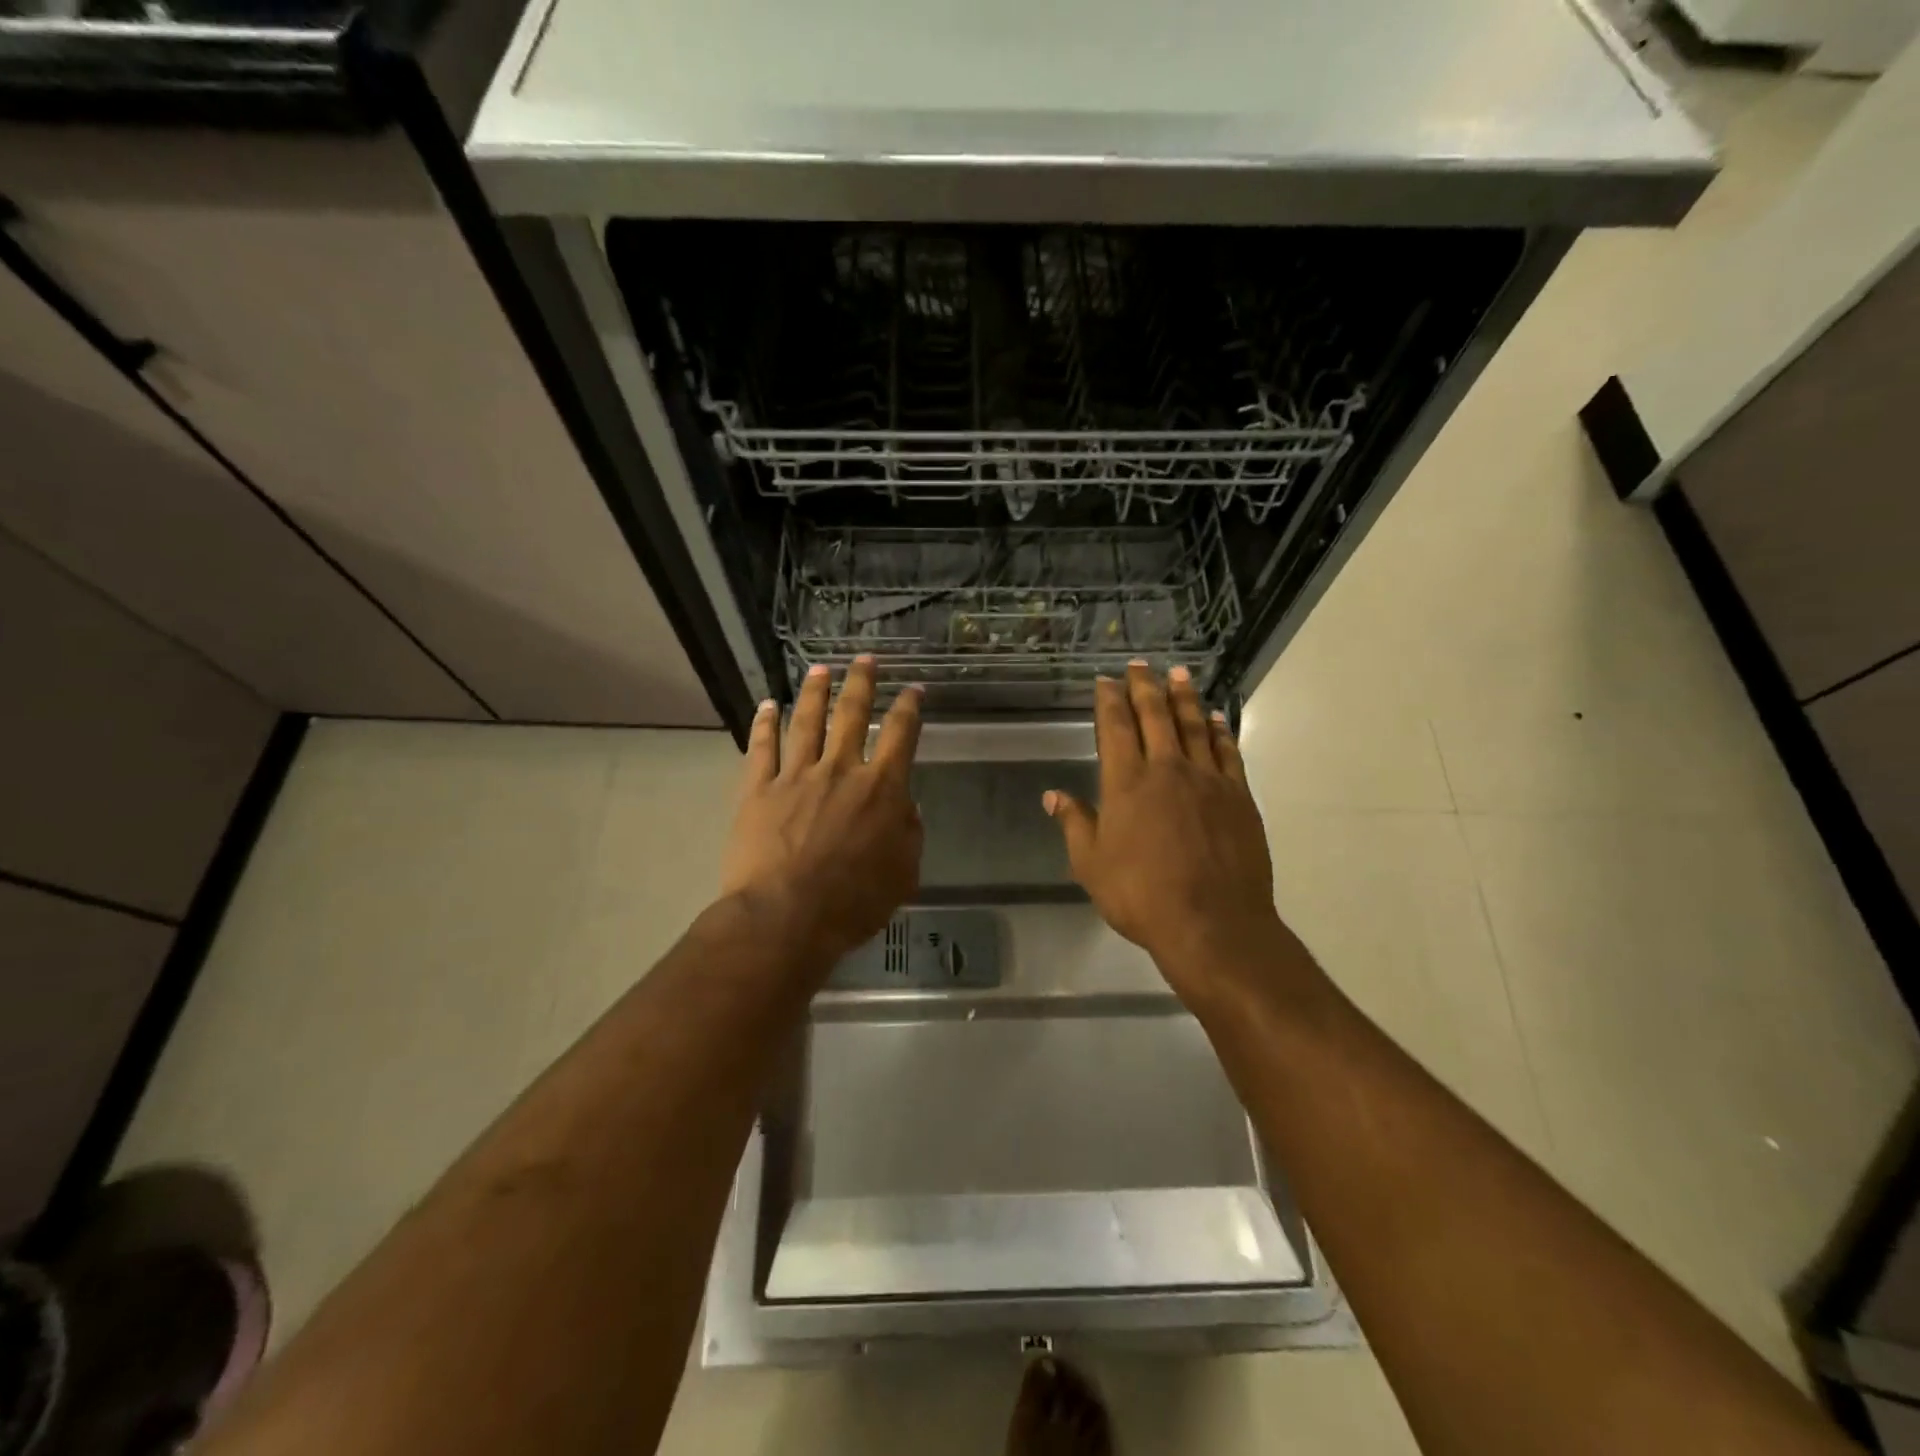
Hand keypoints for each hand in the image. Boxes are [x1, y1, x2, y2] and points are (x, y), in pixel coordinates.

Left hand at [720, 657, 923, 967]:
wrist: (785, 917)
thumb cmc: (852, 902)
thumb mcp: (903, 874)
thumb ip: (909, 834)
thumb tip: (906, 806)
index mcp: (881, 789)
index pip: (901, 735)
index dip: (909, 707)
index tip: (913, 689)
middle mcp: (840, 770)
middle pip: (852, 714)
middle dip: (861, 682)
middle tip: (864, 659)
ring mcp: (795, 776)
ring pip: (806, 722)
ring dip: (814, 693)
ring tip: (819, 669)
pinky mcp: (758, 789)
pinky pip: (761, 748)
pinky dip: (764, 724)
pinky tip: (766, 705)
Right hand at [1046, 663, 1281, 1002]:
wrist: (1213, 924)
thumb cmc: (1142, 896)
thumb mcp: (1092, 865)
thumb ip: (1075, 824)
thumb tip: (1053, 795)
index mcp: (1127, 783)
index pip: (1116, 728)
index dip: (1109, 700)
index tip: (1106, 680)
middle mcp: (1167, 770)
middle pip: (1155, 716)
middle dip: (1145, 687)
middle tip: (1140, 665)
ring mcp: (1208, 780)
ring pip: (1194, 725)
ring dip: (1184, 697)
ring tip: (1178, 673)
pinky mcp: (1238, 796)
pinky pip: (1228, 752)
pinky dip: (1219, 730)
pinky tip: (1215, 718)